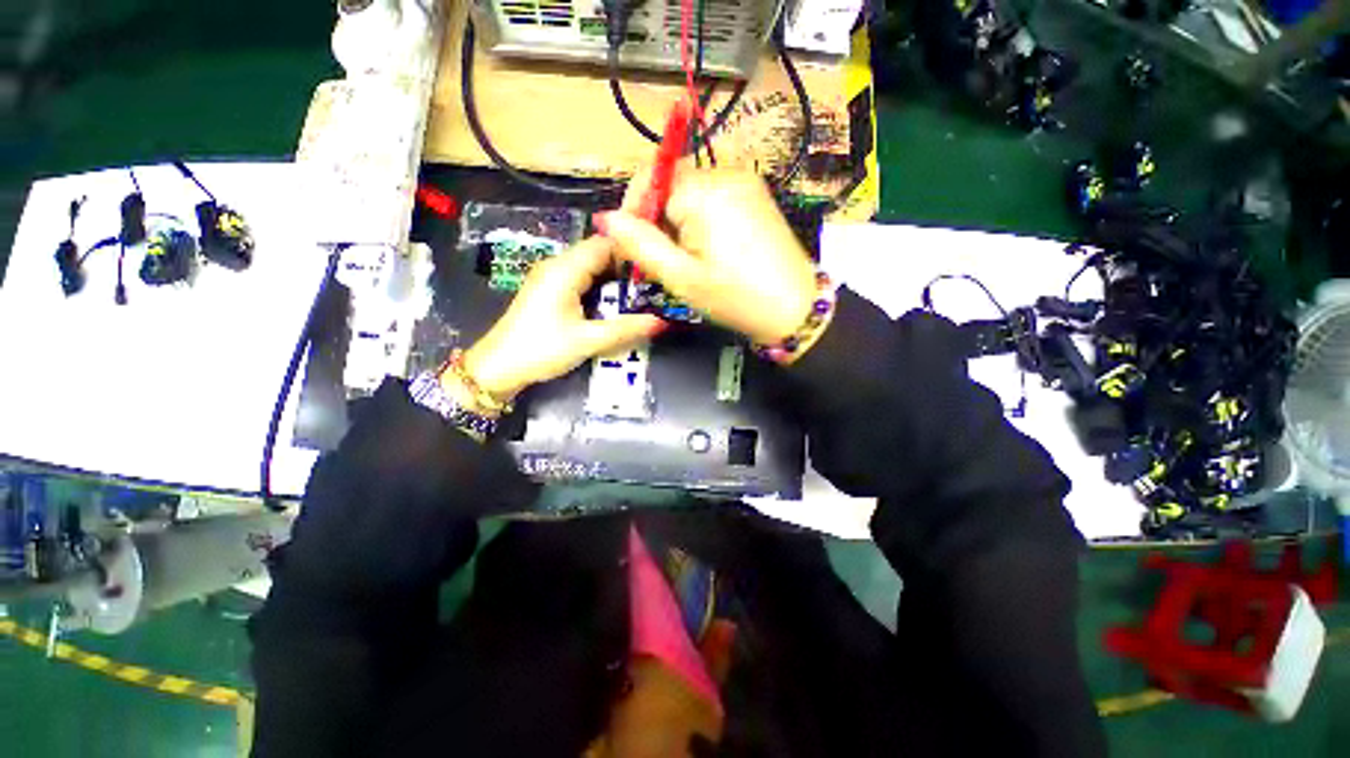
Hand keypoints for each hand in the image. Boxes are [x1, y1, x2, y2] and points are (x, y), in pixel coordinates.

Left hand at [456, 237, 663, 406]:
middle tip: (654, 285)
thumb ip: (625, 329)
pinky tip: (615, 304)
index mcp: (565, 269)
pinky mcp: (550, 291)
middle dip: (627, 267)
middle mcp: (557, 265)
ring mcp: (551, 277)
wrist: (498, 367)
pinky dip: (601, 287)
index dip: (632, 252)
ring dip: (615, 279)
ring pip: (591, 267)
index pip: (605, 244)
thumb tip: (662, 321)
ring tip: (642, 294)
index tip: (657, 268)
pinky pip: (581, 279)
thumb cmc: (541, 350)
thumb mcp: (587, 340)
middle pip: (599, 254)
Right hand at [595, 166, 818, 345]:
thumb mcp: (681, 278)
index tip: (633, 250)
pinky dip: (700, 219)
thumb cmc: (736, 298)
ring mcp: (745, 182)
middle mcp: (726, 173)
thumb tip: (604, 218)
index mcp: (705, 191)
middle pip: (670, 184)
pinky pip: (713, 197)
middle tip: (660, 261)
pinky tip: (707, 250)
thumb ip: (640, 245)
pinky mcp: (756, 195)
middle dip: (656, 219)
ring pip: (690, 192)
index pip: (649, 182)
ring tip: (685, 260)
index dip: (634, 213)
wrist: (795, 310)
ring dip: (677, 221)